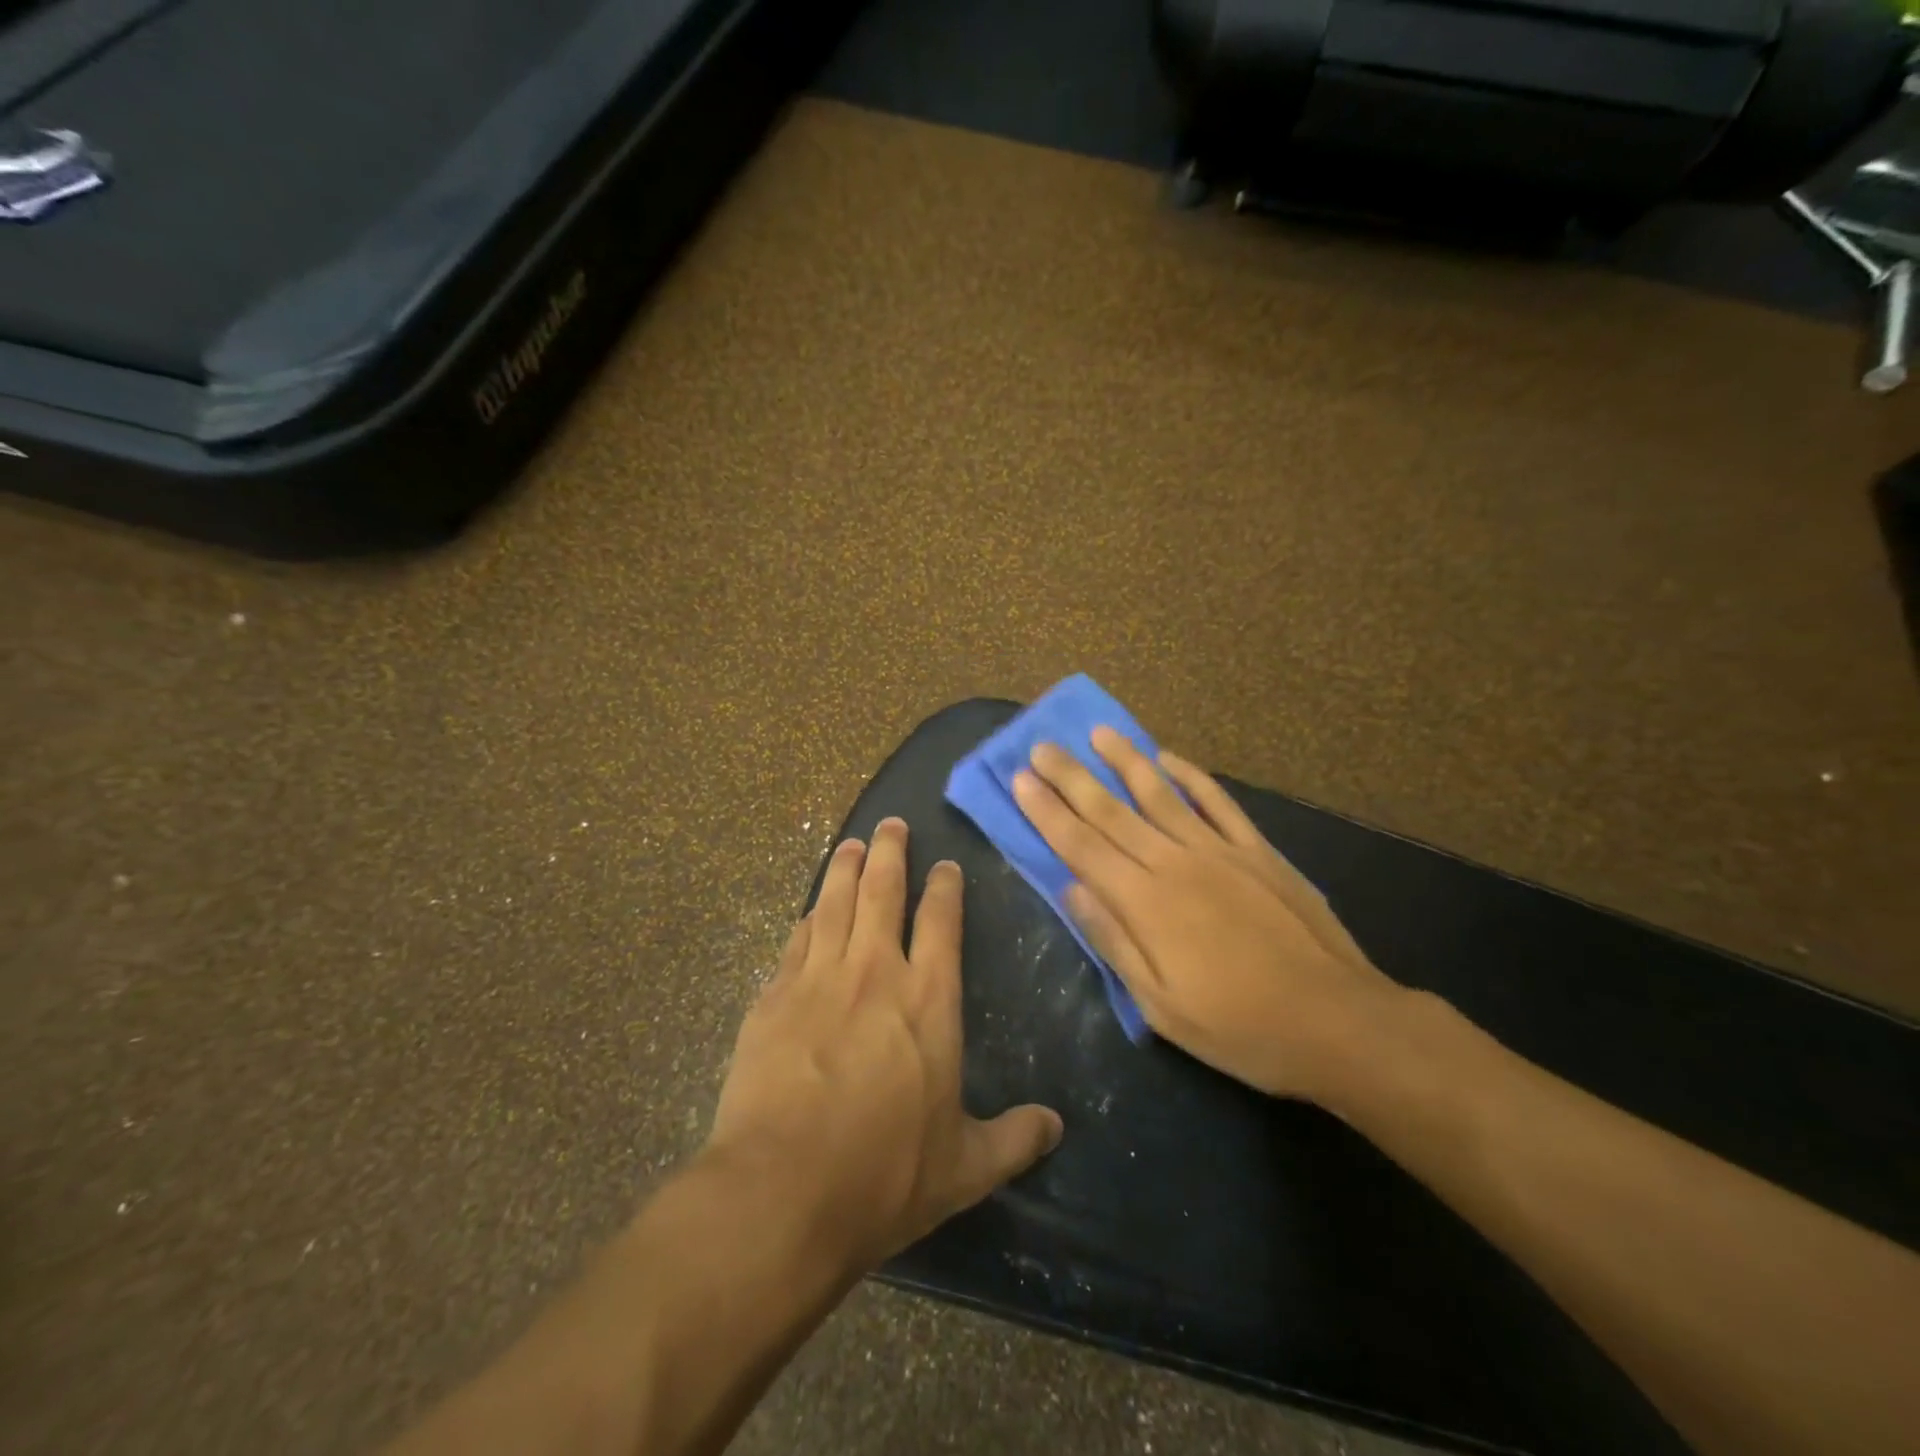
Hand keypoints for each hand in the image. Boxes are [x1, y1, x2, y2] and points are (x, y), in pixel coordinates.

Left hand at [705, 818, 1063, 1273]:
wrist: (781, 1191)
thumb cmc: (884, 1176)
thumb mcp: (964, 1167)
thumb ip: (1013, 1140)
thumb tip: (1057, 1127)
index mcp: (928, 1000)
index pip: (941, 922)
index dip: (944, 887)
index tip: (945, 864)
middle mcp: (874, 972)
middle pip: (882, 891)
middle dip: (890, 852)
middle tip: (892, 824)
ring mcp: (818, 979)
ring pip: (834, 902)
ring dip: (844, 868)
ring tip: (850, 843)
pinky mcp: (773, 997)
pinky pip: (795, 940)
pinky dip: (807, 917)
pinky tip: (809, 909)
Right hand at [1012, 729, 1402, 1101]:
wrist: (1337, 1021)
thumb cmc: (1239, 1027)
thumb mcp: (1160, 1006)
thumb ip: (1113, 941)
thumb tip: (1071, 889)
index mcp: (1145, 903)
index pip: (1081, 846)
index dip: (1047, 811)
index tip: (1021, 779)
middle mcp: (1174, 863)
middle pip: (1111, 811)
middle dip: (1071, 777)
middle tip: (1042, 746)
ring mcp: (1219, 850)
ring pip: (1160, 794)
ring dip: (1125, 760)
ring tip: (1098, 732)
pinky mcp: (1257, 850)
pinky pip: (1216, 801)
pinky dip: (1189, 775)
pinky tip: (1168, 757)